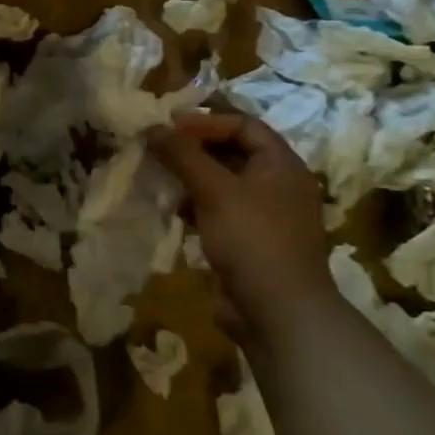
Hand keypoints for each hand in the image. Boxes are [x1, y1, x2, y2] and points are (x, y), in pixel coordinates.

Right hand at [148, 111, 332, 324]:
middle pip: (234, 153)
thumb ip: (182, 155)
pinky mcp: (252, 243)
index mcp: (282, 165)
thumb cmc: (252, 238)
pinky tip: (175, 211)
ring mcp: (267, 216)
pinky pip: (222, 212)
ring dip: (193, 178)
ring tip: (161, 178)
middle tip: (158, 149)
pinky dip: (198, 206)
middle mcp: (279, 185)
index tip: (169, 126)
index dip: (206, 121)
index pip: (244, 125)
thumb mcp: (214, 190)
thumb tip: (153, 128)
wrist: (279, 313)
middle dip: (195, 149)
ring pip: (224, 184)